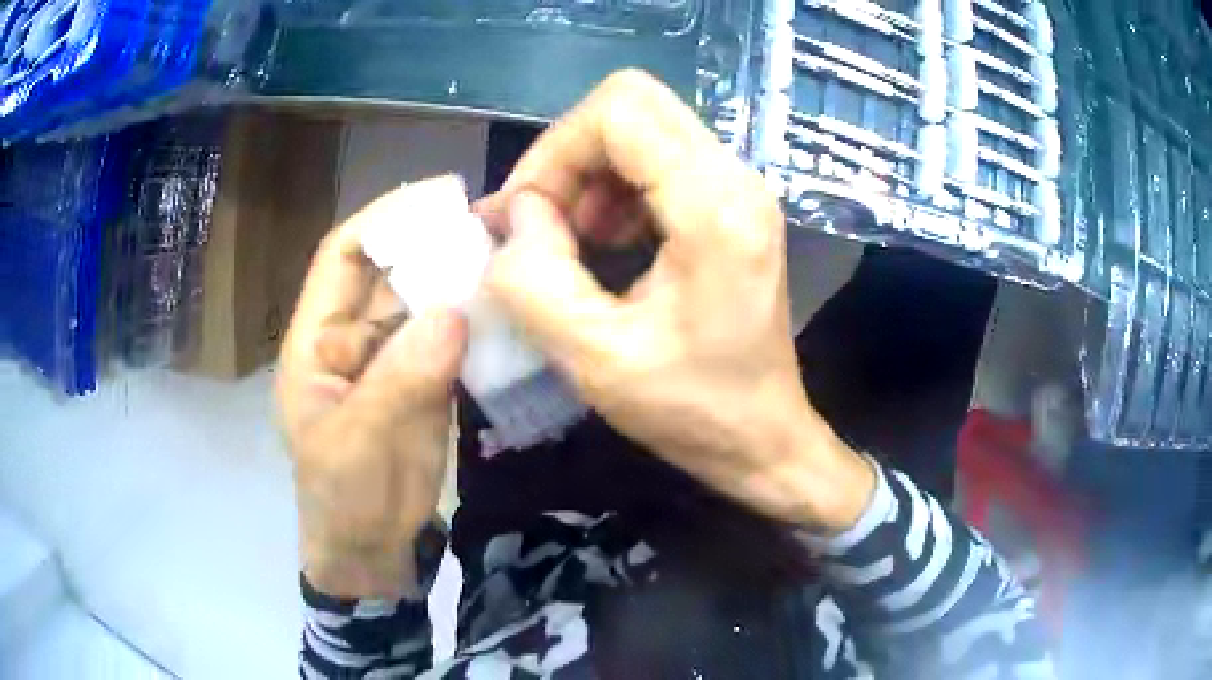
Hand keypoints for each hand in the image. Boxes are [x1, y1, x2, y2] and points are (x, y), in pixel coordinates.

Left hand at [277, 178, 467, 598]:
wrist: (373, 554)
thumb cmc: (344, 501)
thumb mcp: (358, 442)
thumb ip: (400, 378)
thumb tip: (453, 313)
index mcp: (315, 344)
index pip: (341, 260)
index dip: (382, 222)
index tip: (435, 197)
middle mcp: (351, 341)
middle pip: (389, 276)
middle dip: (431, 247)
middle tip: (490, 225)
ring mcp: (390, 361)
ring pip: (423, 305)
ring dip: (458, 282)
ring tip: (508, 257)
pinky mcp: (423, 383)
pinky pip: (447, 340)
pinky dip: (473, 323)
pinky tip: (506, 308)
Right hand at [480, 71, 874, 532]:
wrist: (764, 438)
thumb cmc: (693, 411)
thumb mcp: (596, 361)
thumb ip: (535, 281)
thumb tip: (517, 214)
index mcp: (714, 207)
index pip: (619, 110)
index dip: (554, 152)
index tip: (526, 218)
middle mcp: (736, 177)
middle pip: (631, 103)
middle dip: (568, 156)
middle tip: (542, 224)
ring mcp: (739, 186)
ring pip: (641, 127)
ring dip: (588, 173)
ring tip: (570, 242)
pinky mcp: (732, 203)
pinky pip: (658, 159)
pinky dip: (614, 188)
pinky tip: (605, 242)